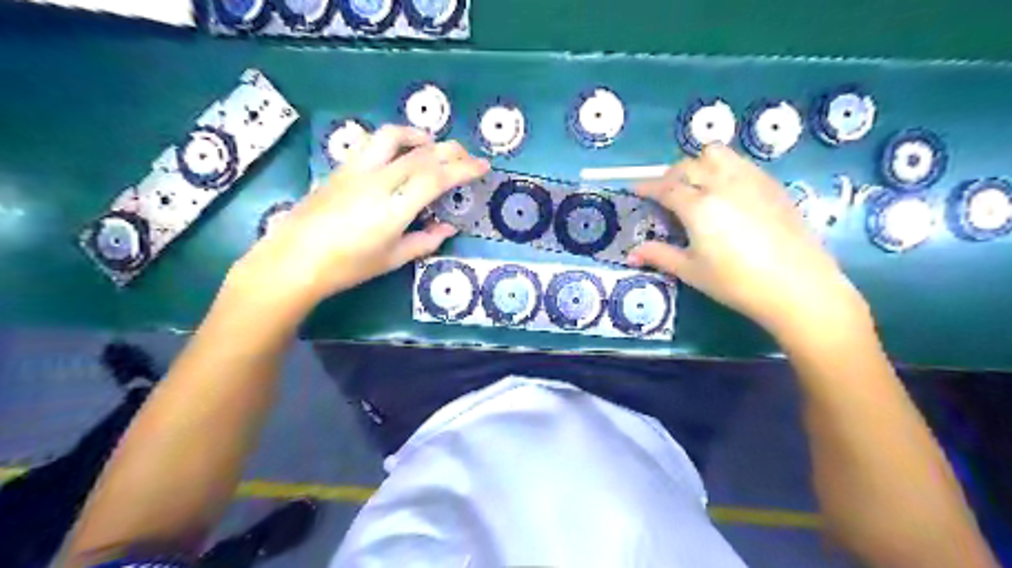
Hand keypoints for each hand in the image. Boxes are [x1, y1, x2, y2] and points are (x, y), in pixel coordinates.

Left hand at [232, 125, 494, 310]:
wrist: (294, 260)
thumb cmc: (347, 266)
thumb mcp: (391, 259)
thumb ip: (424, 241)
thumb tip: (447, 229)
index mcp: (394, 208)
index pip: (436, 177)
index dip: (464, 169)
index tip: (482, 167)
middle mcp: (378, 181)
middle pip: (421, 153)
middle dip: (451, 150)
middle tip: (467, 157)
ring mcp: (356, 170)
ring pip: (392, 136)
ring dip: (418, 136)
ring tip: (431, 145)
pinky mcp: (341, 167)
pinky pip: (371, 143)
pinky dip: (393, 141)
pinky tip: (397, 154)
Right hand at [629, 145, 864, 336]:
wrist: (797, 286)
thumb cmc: (736, 282)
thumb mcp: (691, 271)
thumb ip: (659, 256)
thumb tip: (630, 255)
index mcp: (698, 206)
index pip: (665, 187)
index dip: (647, 187)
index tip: (636, 190)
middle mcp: (722, 183)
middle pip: (688, 165)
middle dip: (670, 175)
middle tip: (665, 194)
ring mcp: (750, 180)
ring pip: (717, 154)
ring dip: (699, 163)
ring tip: (697, 184)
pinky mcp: (772, 184)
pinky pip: (741, 163)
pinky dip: (725, 167)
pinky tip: (727, 191)